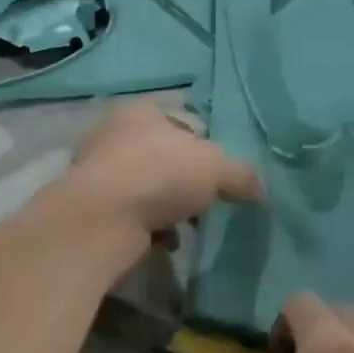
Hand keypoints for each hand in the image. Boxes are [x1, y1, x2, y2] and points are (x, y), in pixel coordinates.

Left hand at [62, 102, 263, 241]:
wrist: (103, 218)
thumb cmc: (160, 173)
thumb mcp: (216, 167)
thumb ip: (242, 175)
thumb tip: (260, 190)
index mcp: (141, 111)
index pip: (182, 120)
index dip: (206, 145)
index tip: (220, 172)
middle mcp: (114, 134)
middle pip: (163, 156)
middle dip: (187, 181)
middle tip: (207, 201)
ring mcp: (99, 172)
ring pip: (147, 188)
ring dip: (169, 207)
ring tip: (190, 226)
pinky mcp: (93, 208)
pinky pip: (133, 216)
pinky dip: (151, 228)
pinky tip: (166, 241)